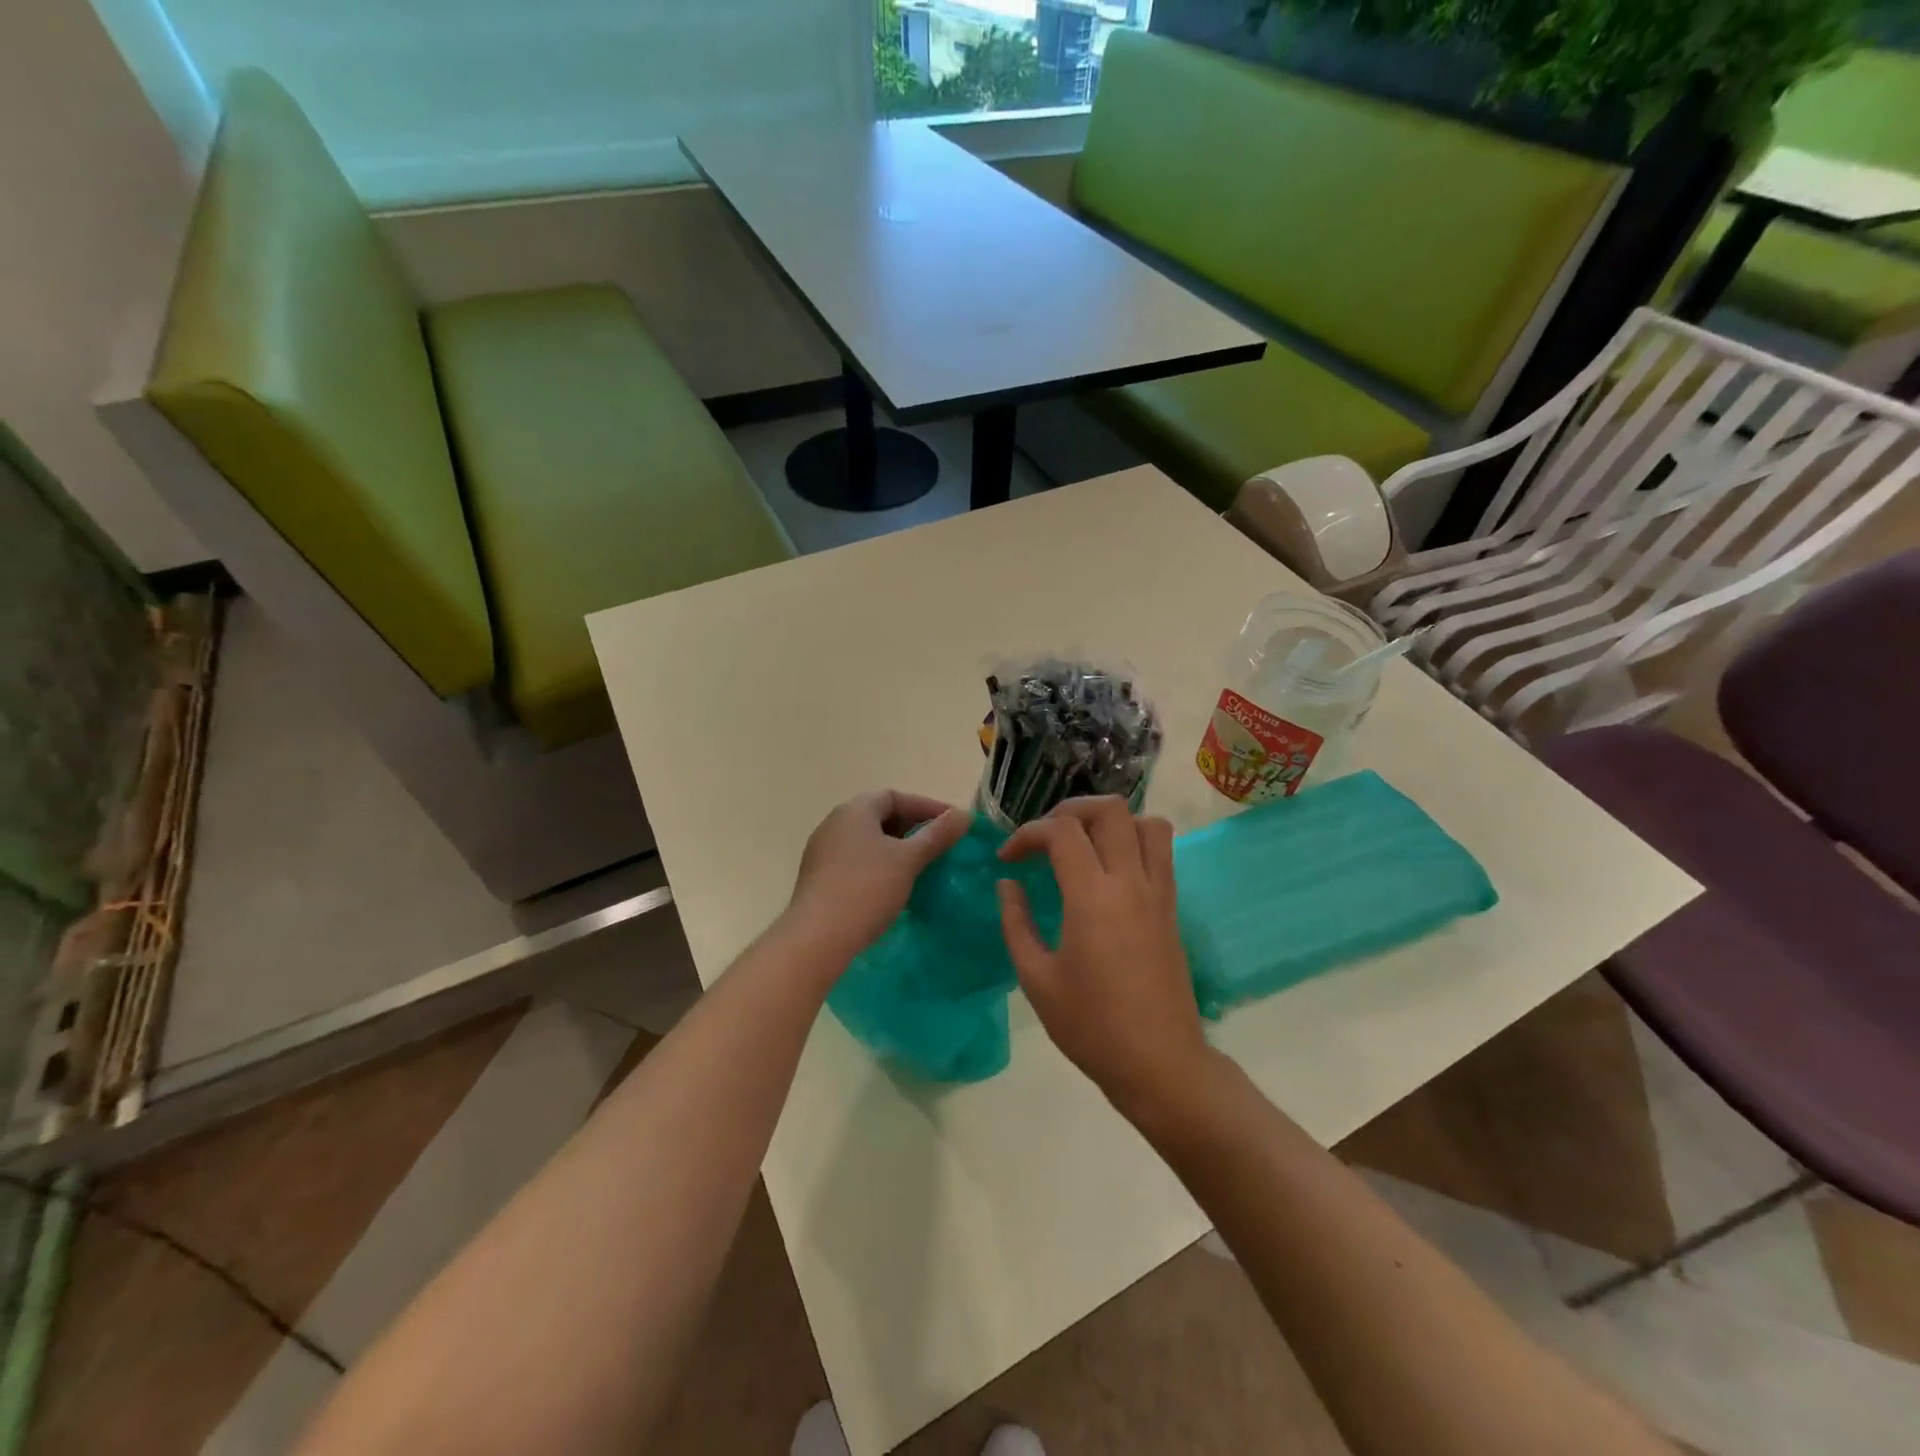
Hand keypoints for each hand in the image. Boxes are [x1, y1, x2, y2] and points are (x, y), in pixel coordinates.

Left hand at [784, 791, 969, 967]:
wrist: (817, 938)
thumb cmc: (867, 888)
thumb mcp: (908, 860)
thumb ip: (937, 835)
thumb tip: (964, 815)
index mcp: (854, 810)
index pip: (894, 796)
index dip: (927, 807)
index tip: (953, 824)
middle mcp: (834, 823)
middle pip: (879, 816)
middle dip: (912, 828)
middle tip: (940, 846)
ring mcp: (823, 851)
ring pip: (868, 841)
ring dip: (896, 849)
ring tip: (922, 868)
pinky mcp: (819, 878)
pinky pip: (856, 861)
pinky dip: (879, 866)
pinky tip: (895, 887)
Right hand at [997, 798, 1214, 1117]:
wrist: (1160, 1063)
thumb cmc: (1091, 1026)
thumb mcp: (1037, 980)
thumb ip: (1016, 923)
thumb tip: (1008, 884)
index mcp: (1092, 898)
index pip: (1061, 832)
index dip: (1027, 834)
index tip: (1008, 860)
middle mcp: (1130, 883)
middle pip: (1110, 810)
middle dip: (1070, 810)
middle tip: (1045, 837)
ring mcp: (1158, 892)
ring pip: (1146, 822)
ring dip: (1110, 821)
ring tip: (1082, 844)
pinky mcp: (1171, 907)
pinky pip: (1160, 851)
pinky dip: (1134, 840)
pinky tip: (1108, 870)